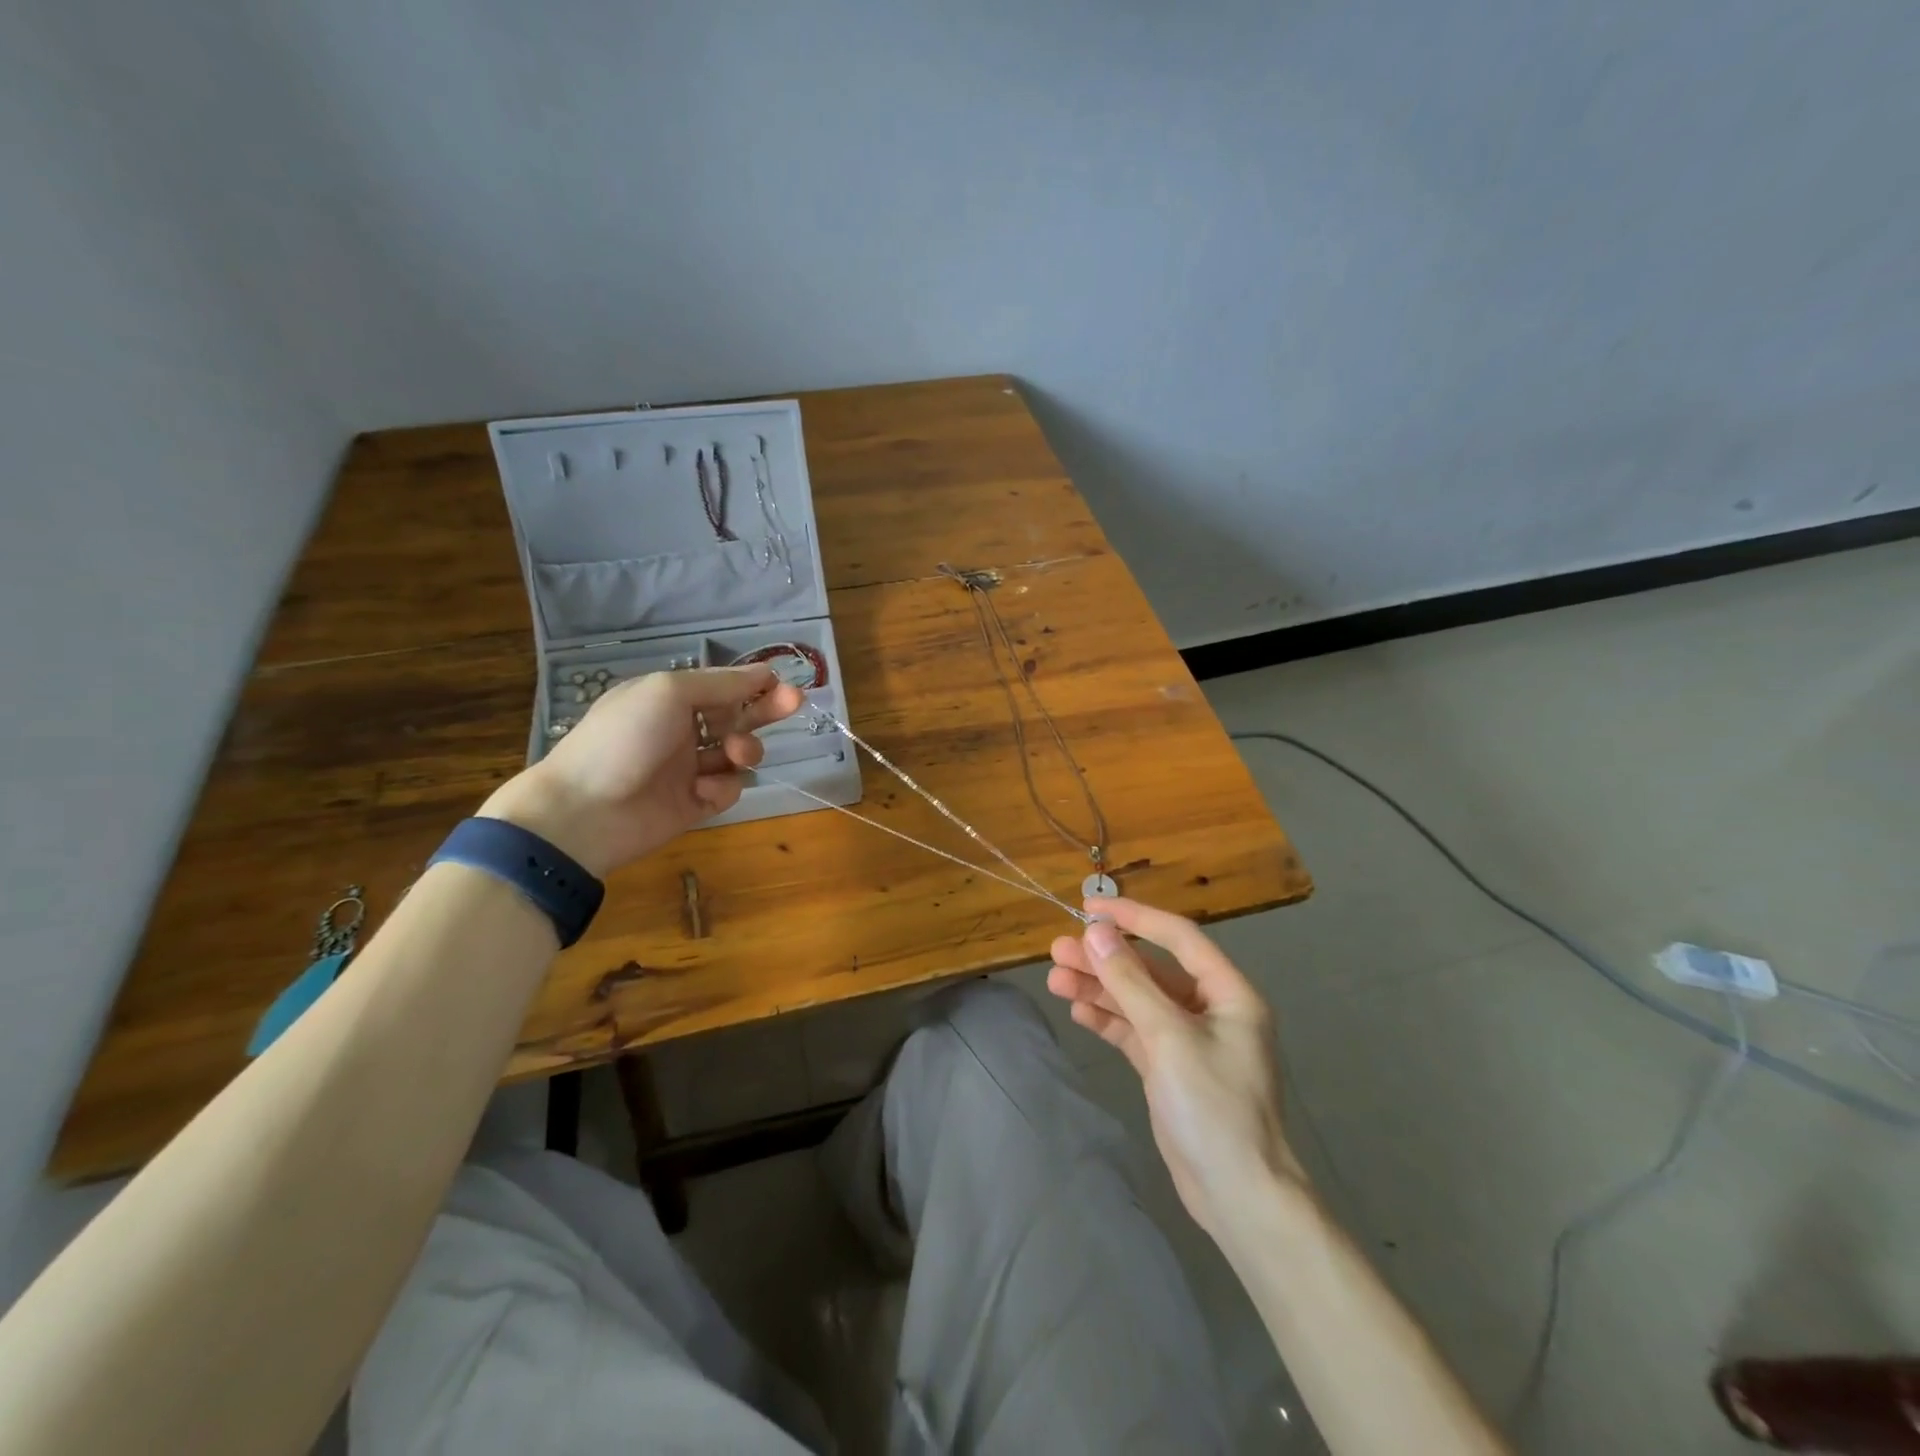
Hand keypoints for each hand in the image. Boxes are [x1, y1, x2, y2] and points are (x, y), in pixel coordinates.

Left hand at [480, 665, 803, 876]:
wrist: (584, 811)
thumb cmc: (623, 739)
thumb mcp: (669, 693)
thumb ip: (721, 684)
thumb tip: (764, 672)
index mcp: (669, 700)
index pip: (721, 686)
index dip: (752, 683)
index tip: (780, 682)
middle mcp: (681, 731)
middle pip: (736, 717)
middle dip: (765, 710)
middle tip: (795, 702)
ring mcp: (688, 769)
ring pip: (737, 754)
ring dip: (745, 749)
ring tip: (736, 754)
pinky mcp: (695, 804)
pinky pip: (727, 789)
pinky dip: (722, 787)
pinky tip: (703, 791)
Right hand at [1047, 897, 1306, 1238]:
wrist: (1239, 1197)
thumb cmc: (1213, 1106)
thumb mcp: (1168, 1036)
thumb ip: (1130, 982)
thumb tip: (1096, 933)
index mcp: (1228, 992)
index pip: (1178, 937)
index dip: (1134, 917)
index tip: (1091, 908)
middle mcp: (1210, 1009)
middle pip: (1151, 970)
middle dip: (1106, 959)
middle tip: (1059, 950)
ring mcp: (1189, 1041)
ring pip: (1138, 1001)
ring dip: (1100, 989)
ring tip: (1055, 979)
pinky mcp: (1170, 1069)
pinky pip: (1135, 1032)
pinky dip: (1109, 1021)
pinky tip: (1078, 1011)